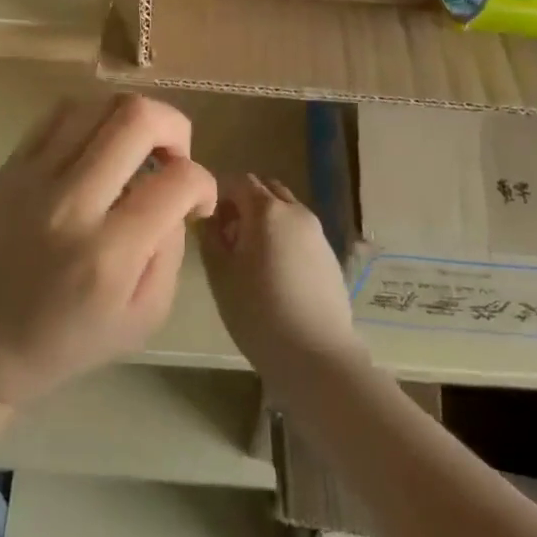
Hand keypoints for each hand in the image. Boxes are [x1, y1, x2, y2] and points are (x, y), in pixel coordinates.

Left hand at [0, 94, 216, 407]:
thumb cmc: (67, 340)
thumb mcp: (143, 318)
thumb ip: (171, 251)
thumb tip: (175, 196)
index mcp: (109, 253)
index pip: (178, 181)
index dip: (204, 183)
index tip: (197, 202)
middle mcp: (72, 201)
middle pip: (137, 118)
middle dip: (175, 128)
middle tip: (174, 158)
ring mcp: (35, 175)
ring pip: (99, 103)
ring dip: (134, 118)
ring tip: (137, 149)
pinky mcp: (12, 164)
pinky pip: (61, 111)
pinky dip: (93, 117)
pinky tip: (98, 146)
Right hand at [199, 174, 365, 388]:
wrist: (317, 356)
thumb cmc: (258, 312)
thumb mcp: (220, 274)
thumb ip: (210, 237)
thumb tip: (207, 218)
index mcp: (266, 210)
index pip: (237, 181)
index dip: (218, 194)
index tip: (207, 220)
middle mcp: (295, 212)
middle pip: (265, 190)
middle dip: (243, 203)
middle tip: (227, 236)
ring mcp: (317, 233)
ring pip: (285, 211)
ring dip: (265, 220)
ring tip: (250, 257)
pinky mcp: (330, 256)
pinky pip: (300, 232)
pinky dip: (283, 237)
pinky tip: (275, 273)